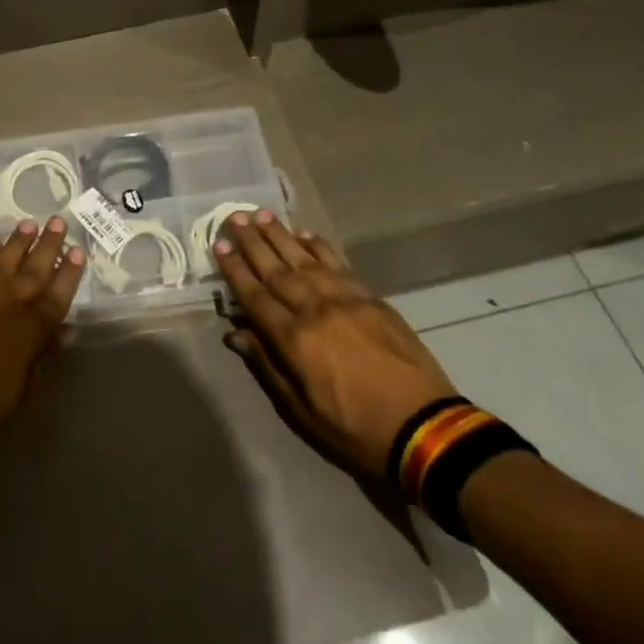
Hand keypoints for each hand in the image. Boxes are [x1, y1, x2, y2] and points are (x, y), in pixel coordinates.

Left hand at [0, 217, 85, 439]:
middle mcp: (9, 301)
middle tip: (58, 220)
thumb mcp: (21, 389)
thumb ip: (40, 354)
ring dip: (18, 240)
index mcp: (31, 328)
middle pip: (34, 267)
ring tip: (29, 223)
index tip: (78, 250)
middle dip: (49, 243)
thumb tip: (60, 332)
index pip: (58, 293)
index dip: (69, 272)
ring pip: (4, 257)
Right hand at [215, 211, 457, 483]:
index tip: (218, 244)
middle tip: (234, 216)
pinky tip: (305, 235)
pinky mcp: (371, 298)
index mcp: (294, 339)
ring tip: (262, 214)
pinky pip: (338, 264)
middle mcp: (315, 309)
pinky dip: (319, 247)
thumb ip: (267, 365)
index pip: (255, 296)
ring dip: (281, 235)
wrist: (424, 428)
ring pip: (305, 259)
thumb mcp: (302, 410)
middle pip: (276, 269)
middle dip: (252, 242)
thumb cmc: (355, 429)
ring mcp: (345, 299)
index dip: (235, 269)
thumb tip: (235, 332)